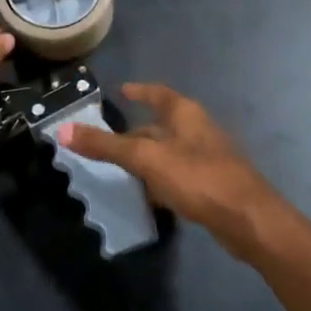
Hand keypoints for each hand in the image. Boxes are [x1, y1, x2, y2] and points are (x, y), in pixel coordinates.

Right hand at [58, 83, 303, 261]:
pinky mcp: (212, 185)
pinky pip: (179, 175)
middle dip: (135, 132)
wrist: (248, 220)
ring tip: (121, 169)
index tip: (122, 90)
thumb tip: (62, 130)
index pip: (158, 93)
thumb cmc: (198, 178)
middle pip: (161, 125)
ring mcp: (208, 158)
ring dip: (147, 158)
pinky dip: (160, 179)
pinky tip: (148, 195)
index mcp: (185, 114)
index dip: (140, 90)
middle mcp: (198, 130)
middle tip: (107, 141)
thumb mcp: (146, 159)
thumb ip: (105, 146)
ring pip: (169, 152)